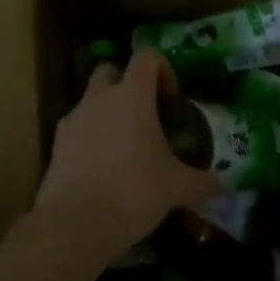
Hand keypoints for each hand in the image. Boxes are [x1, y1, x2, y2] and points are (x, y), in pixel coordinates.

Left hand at [31, 49, 219, 263]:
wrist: (75, 224)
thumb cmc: (134, 191)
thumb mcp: (177, 188)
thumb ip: (202, 181)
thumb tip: (223, 185)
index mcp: (132, 95)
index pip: (146, 57)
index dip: (163, 69)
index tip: (172, 98)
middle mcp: (99, 98)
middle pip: (111, 71)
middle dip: (128, 86)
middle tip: (146, 116)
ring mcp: (73, 119)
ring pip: (91, 100)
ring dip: (108, 112)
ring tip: (126, 148)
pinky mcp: (56, 144)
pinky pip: (77, 128)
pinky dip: (91, 138)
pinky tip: (104, 169)